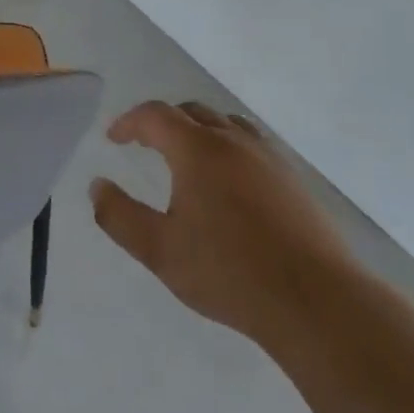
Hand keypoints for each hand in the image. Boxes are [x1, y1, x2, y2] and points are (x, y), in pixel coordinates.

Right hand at [90, 100, 350, 341]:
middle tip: (143, 144)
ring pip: (226, 125)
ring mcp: (269, 158)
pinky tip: (228, 183)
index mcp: (198, 149)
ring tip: (185, 158)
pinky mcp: (293, 180)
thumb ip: (120, 216)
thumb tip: (97, 186)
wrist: (315, 300)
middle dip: (162, 122)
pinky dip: (227, 147)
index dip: (129, 122)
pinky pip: (252, 145)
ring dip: (198, 130)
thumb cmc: (229, 272)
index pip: (156, 115)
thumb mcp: (159, 250)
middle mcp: (234, 142)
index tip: (113, 139)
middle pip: (192, 112)